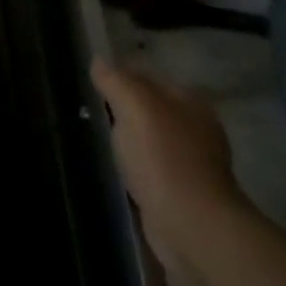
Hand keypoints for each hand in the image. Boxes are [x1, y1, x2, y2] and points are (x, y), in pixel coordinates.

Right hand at [91, 58, 247, 270]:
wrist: (191, 224)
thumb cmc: (163, 158)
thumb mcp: (134, 107)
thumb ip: (116, 82)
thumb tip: (99, 61)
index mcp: (190, 102)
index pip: (148, 77)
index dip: (120, 78)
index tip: (91, 85)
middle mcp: (196, 128)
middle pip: (151, 109)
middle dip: (124, 109)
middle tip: (89, 112)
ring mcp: (192, 162)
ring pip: (151, 139)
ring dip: (129, 139)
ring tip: (98, 139)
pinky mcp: (182, 191)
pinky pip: (151, 167)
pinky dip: (135, 166)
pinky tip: (117, 169)